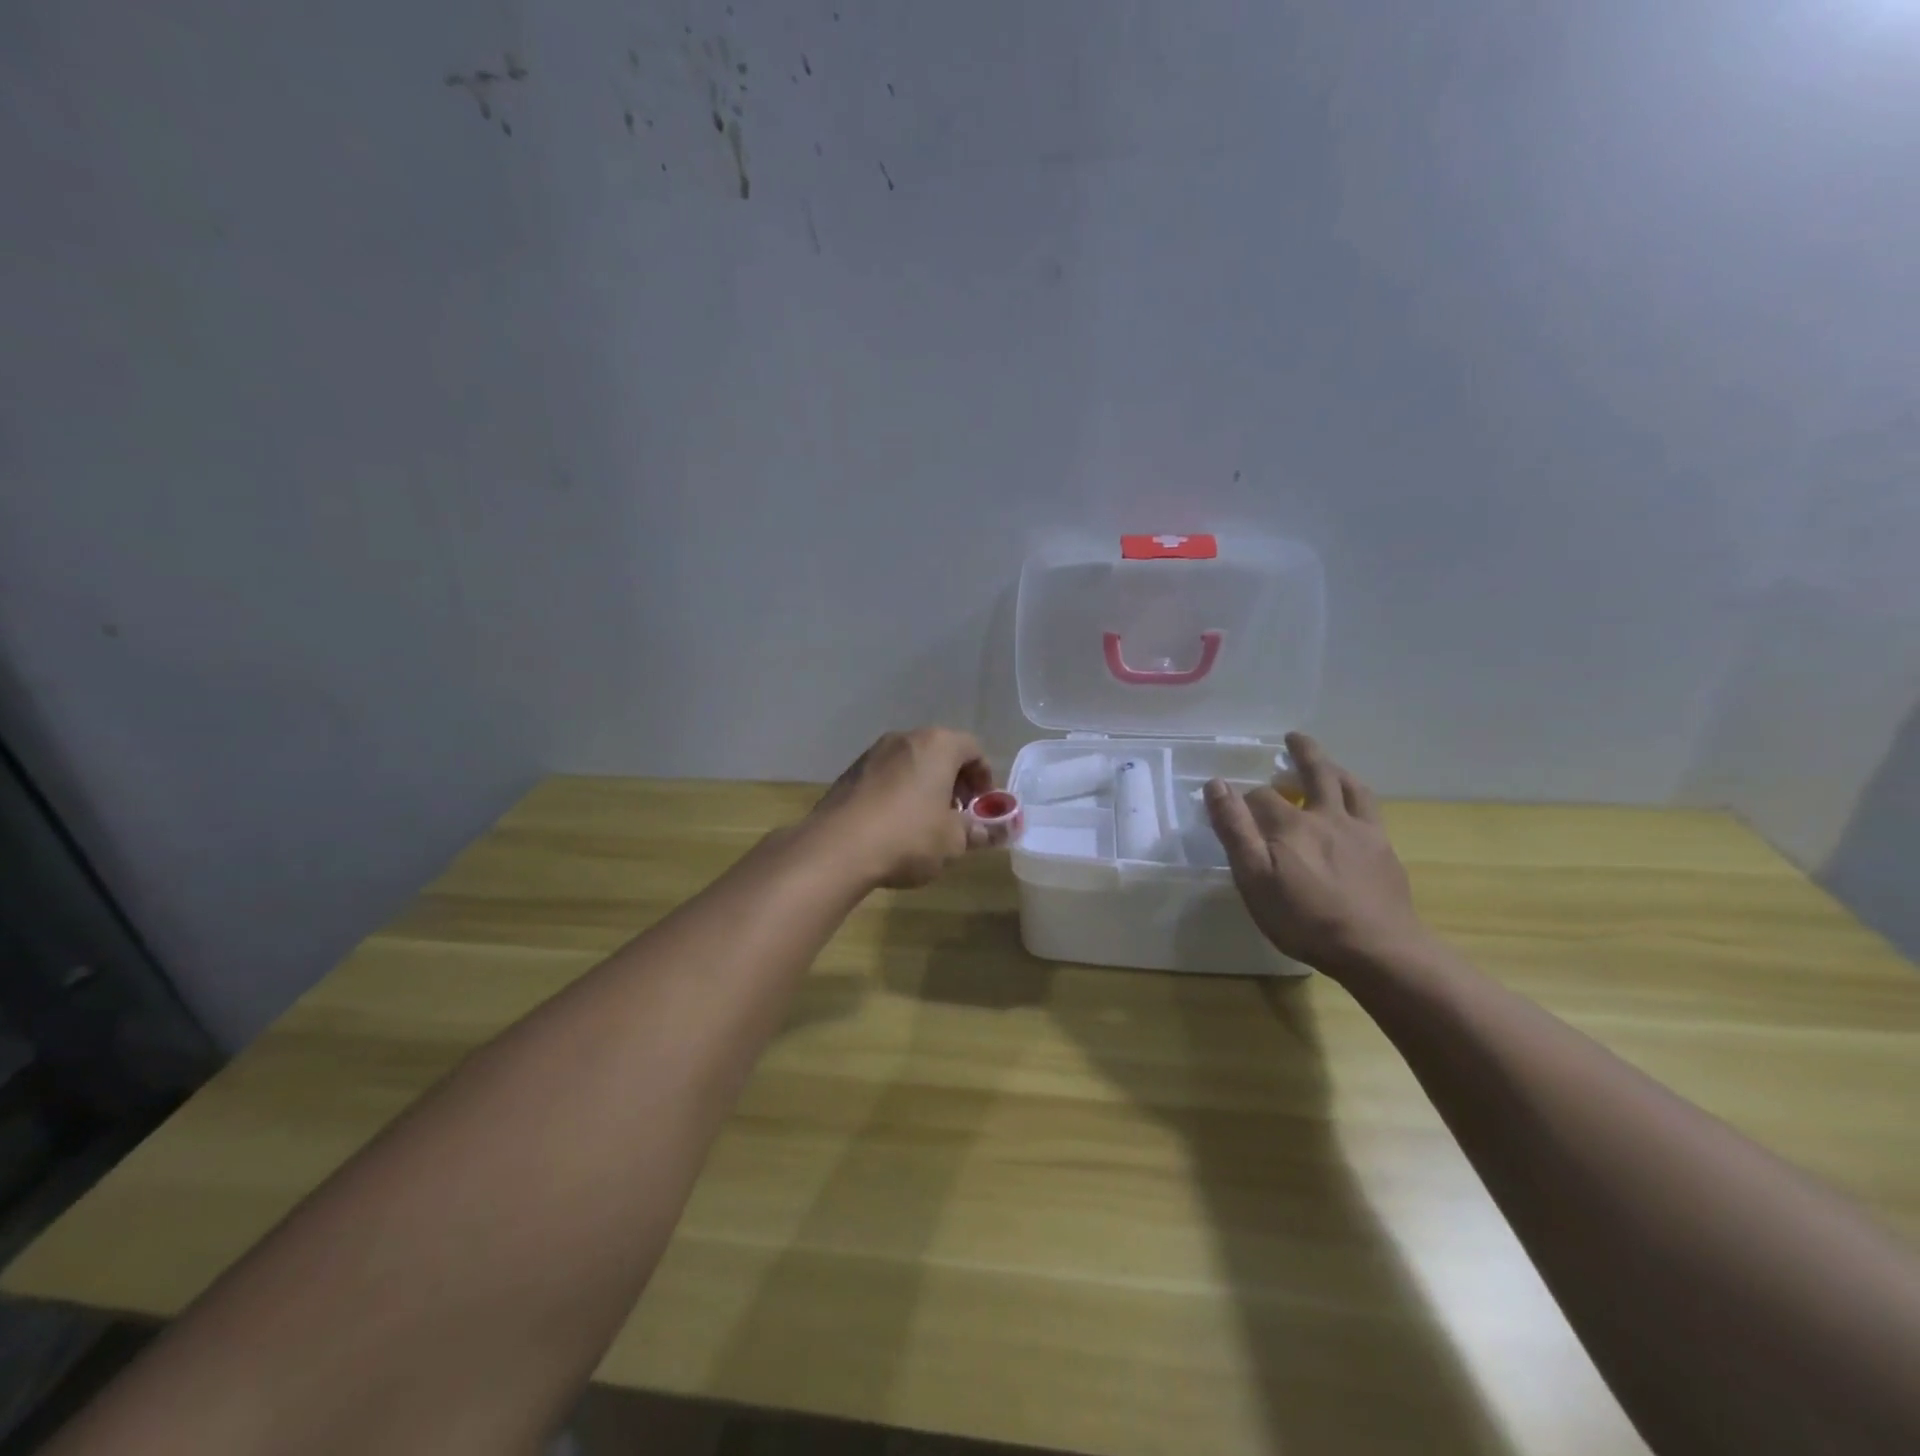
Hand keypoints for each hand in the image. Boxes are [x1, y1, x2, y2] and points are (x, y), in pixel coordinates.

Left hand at [811, 728, 995, 889]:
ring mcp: (873, 754)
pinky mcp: (849, 773)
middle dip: (955, 782)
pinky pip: (886, 776)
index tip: (982, 807)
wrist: (836, 848)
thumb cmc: (908, 837)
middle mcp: (904, 739)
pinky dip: (899, 792)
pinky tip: (895, 826)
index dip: (984, 777)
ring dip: (926, 787)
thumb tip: (997, 831)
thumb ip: (979, 831)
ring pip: (911, 763)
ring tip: (926, 823)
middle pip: (941, 752)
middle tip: (958, 815)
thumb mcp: (953, 841)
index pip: (973, 748)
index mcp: (937, 745)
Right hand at [1204, 733, 1429, 972]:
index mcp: (1291, 824)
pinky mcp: (1385, 851)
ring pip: (1349, 787)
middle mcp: (1327, 817)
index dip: (1245, 798)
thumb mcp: (1253, 877)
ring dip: (1335, 769)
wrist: (1377, 949)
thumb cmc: (1304, 918)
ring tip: (1328, 765)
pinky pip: (1371, 812)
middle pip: (1315, 774)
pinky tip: (1356, 810)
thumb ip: (1234, 829)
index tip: (1233, 804)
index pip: (1262, 797)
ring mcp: (1361, 832)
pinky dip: (1359, 799)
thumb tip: (1216, 785)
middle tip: (1293, 738)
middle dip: (1302, 754)